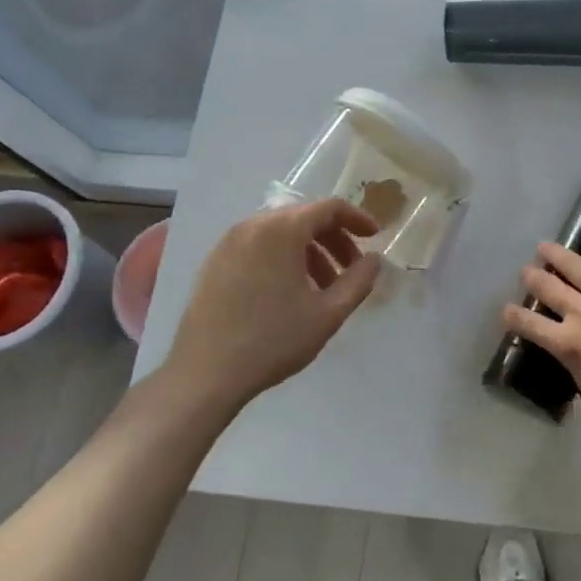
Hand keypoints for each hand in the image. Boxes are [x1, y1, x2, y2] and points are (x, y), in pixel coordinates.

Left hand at [164, 198, 382, 411]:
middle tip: (351, 270)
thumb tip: (374, 259)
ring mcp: (228, 243)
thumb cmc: (273, 340)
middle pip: (303, 218)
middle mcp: (252, 225)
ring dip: (309, 252)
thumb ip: (359, 280)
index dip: (357, 219)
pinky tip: (289, 293)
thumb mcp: (328, 313)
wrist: (205, 373)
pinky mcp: (214, 262)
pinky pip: (258, 247)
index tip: (375, 239)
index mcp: (282, 230)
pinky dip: (282, 258)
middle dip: (334, 240)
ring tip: (322, 289)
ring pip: (280, 233)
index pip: (328, 208)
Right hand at [502, 227, 580, 446]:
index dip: (511, 316)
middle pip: (546, 287)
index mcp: (569, 346)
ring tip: (544, 248)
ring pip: (574, 265)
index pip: (527, 324)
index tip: (507, 312)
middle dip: (530, 279)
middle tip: (527, 274)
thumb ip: (578, 378)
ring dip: (554, 254)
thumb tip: (575, 365)